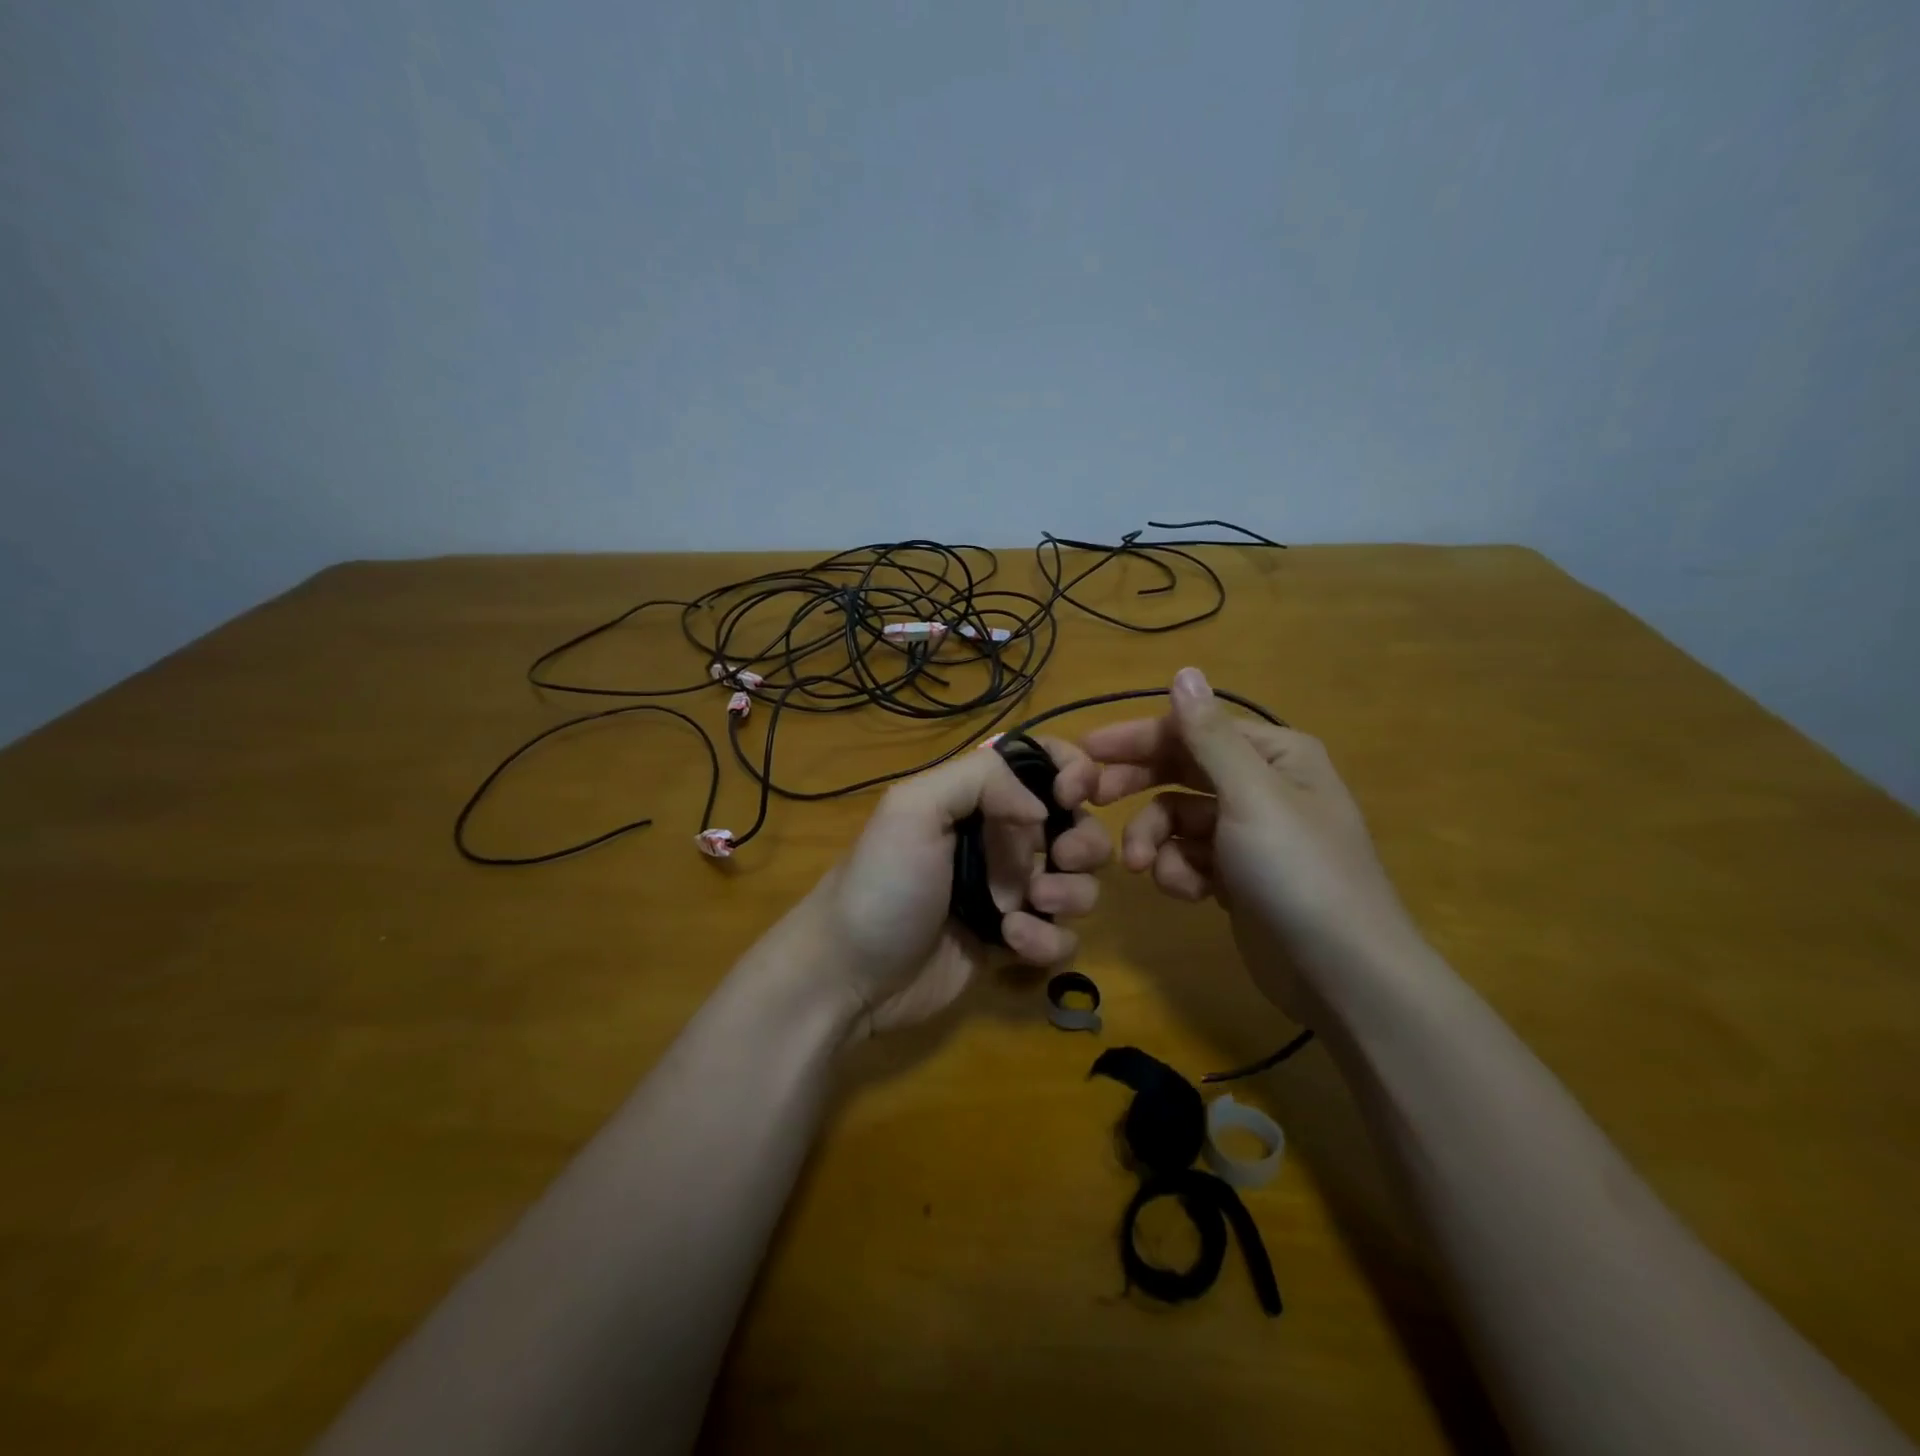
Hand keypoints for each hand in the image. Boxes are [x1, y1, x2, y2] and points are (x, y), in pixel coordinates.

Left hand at [794, 739, 1111, 1038]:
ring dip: (1070, 892)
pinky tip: (1009, 943)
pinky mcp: (1014, 944)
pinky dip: (1047, 940)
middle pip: (1075, 826)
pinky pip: (1060, 937)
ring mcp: (1010, 894)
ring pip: (1078, 883)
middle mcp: (1001, 841)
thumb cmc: (882, 883)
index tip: (1075, 794)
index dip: (1073, 771)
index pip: (1042, 766)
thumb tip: (1044, 806)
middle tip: (1061, 858)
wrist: (849, 974)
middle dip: (1083, 840)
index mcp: (979, 800)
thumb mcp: (913, 809)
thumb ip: (981, 780)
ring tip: (1031, 903)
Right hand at [1081, 667, 1421, 1016]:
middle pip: (1180, 771)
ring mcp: (1249, 835)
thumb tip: (1183, 671)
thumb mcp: (1250, 795)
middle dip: (1138, 788)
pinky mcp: (1239, 878)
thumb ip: (1208, 735)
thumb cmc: (1297, 871)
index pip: (1191, 730)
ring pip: (1178, 820)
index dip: (1137, 738)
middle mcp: (1261, 786)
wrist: (1342, 974)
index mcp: (1273, 755)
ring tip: (1145, 869)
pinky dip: (1181, 872)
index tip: (1086, 750)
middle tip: (1089, 798)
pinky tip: (1188, 894)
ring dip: (1156, 841)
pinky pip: (1192, 858)